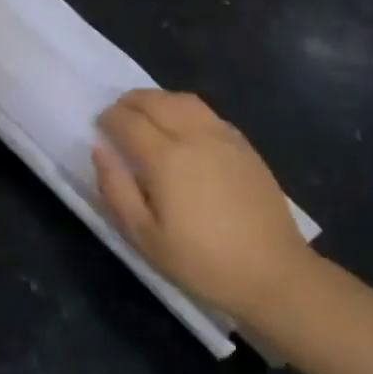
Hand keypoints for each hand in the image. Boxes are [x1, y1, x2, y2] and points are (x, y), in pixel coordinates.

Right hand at [94, 89, 311, 317]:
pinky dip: (183, 108)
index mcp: (165, 157)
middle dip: (129, 102)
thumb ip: (115, 189)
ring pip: (182, 99)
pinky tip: (182, 127)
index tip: (99, 127)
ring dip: (157, 99)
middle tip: (117, 116)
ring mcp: (223, 136)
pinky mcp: (244, 144)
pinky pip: (206, 112)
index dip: (108, 119)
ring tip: (146, 114)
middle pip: (154, 100)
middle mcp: (193, 135)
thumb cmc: (202, 261)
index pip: (127, 120)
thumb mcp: (144, 237)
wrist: (273, 274)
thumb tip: (100, 150)